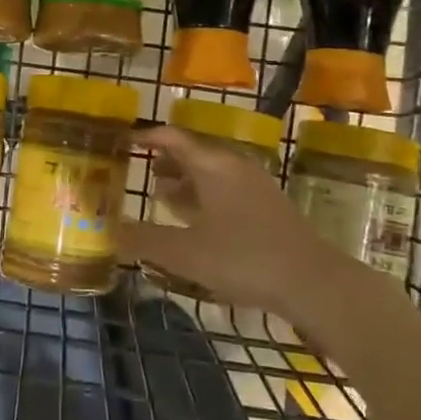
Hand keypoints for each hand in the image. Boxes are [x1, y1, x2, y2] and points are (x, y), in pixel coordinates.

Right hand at [121, 126, 331, 314]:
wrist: (312, 281)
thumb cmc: (243, 258)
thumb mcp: (185, 252)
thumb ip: (144, 240)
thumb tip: (108, 231)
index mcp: (212, 165)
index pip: (172, 138)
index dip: (146, 138)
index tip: (122, 143)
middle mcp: (234, 166)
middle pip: (193, 154)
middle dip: (164, 162)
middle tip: (137, 172)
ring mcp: (254, 186)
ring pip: (211, 174)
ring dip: (184, 182)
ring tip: (159, 196)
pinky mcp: (268, 207)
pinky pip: (225, 191)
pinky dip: (203, 198)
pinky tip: (195, 222)